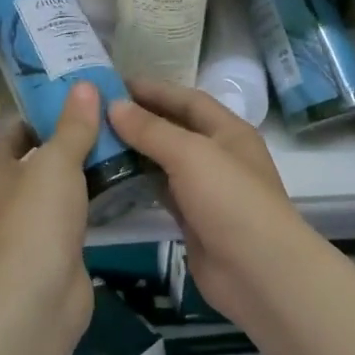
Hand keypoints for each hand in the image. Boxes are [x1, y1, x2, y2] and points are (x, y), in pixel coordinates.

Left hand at [0, 81, 99, 326]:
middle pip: (37, 155)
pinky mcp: (52, 247)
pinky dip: (91, 198)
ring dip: (83, 168)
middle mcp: (4, 194)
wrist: (38, 297)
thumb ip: (73, 125)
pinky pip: (72, 212)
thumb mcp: (57, 162)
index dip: (42, 109)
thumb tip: (83, 85)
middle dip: (69, 136)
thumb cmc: (37, 219)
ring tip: (121, 142)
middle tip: (107, 115)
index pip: (15, 127)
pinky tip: (120, 183)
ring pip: (57, 185)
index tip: (77, 94)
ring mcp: (28, 224)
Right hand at [107, 80, 305, 326]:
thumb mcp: (191, 154)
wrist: (258, 271)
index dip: (154, 89)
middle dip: (141, 118)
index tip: (114, 83)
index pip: (188, 99)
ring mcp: (207, 189)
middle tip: (97, 111)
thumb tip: (114, 105)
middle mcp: (219, 155)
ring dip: (137, 150)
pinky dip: (140, 182)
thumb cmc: (229, 200)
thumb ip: (151, 130)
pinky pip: (162, 191)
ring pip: (166, 161)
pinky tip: (112, 176)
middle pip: (176, 128)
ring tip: (97, 140)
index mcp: (228, 131)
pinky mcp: (193, 219)